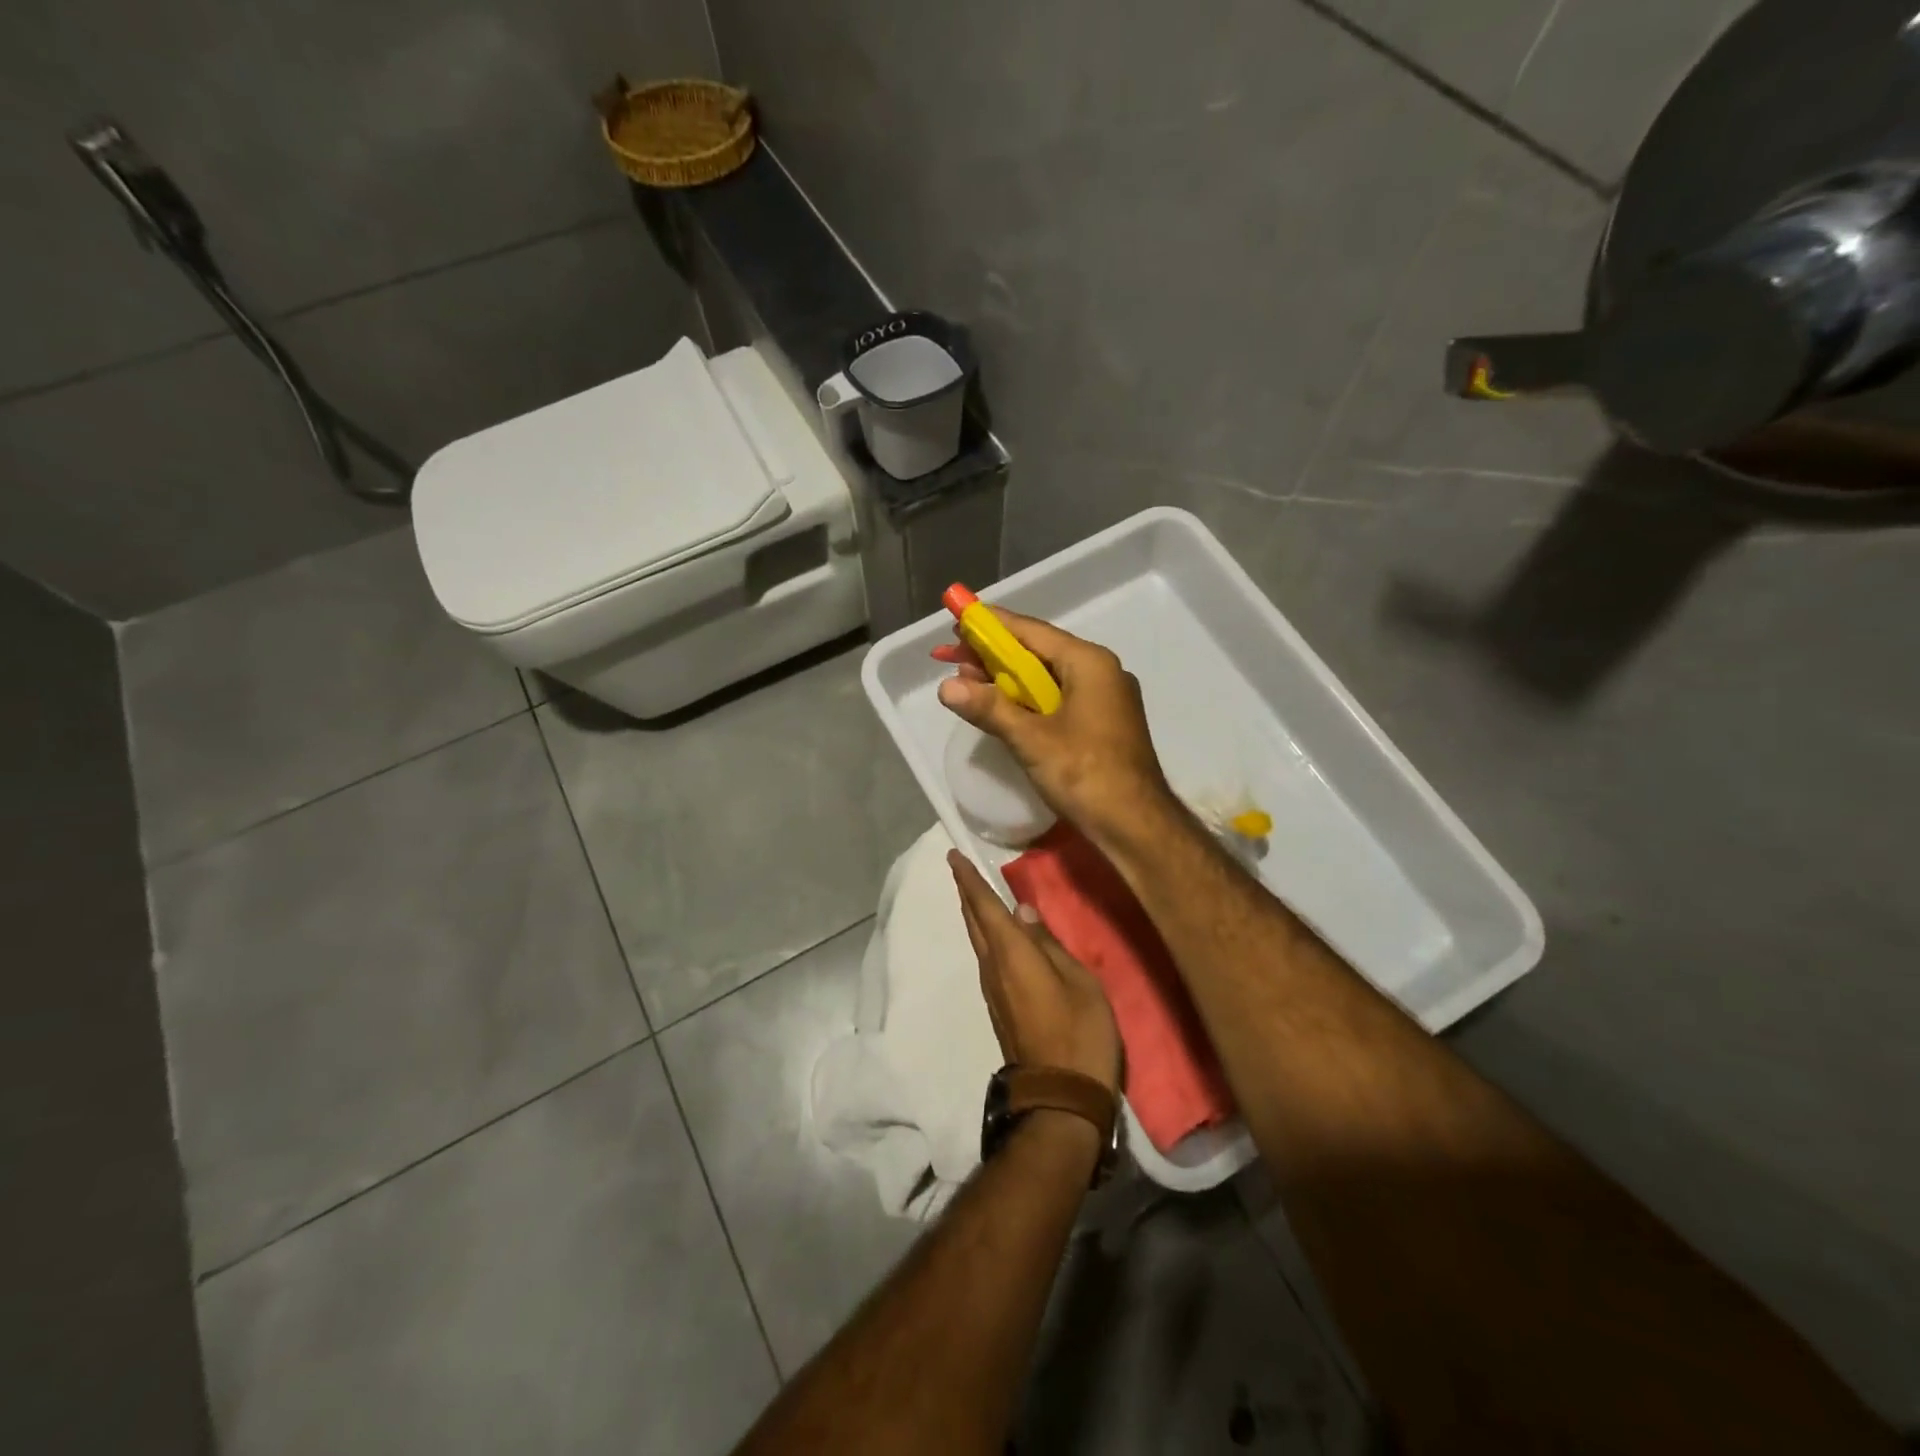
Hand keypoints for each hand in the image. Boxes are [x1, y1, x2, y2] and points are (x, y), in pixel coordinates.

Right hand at [935, 610, 1176, 850]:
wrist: (1136, 826)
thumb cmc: (1086, 774)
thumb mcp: (1031, 740)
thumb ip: (989, 708)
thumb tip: (946, 687)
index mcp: (1089, 663)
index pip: (1031, 631)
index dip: (991, 626)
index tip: (958, 620)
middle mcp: (1101, 672)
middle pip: (1039, 652)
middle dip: (994, 656)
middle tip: (952, 659)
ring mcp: (1105, 698)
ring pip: (1048, 678)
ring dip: (1008, 680)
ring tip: (968, 683)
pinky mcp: (1102, 723)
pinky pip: (1059, 699)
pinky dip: (1028, 701)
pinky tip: (1002, 709)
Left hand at [949, 851, 1120, 1093]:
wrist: (1059, 1098)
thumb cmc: (1079, 1033)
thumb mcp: (1079, 982)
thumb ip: (1049, 944)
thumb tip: (1022, 912)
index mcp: (1011, 954)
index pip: (984, 907)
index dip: (969, 880)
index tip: (953, 855)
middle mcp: (993, 968)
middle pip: (974, 923)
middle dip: (967, 893)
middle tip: (960, 869)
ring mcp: (993, 991)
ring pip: (978, 942)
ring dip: (975, 915)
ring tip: (977, 894)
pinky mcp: (999, 1008)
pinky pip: (987, 959)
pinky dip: (987, 937)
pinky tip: (998, 936)